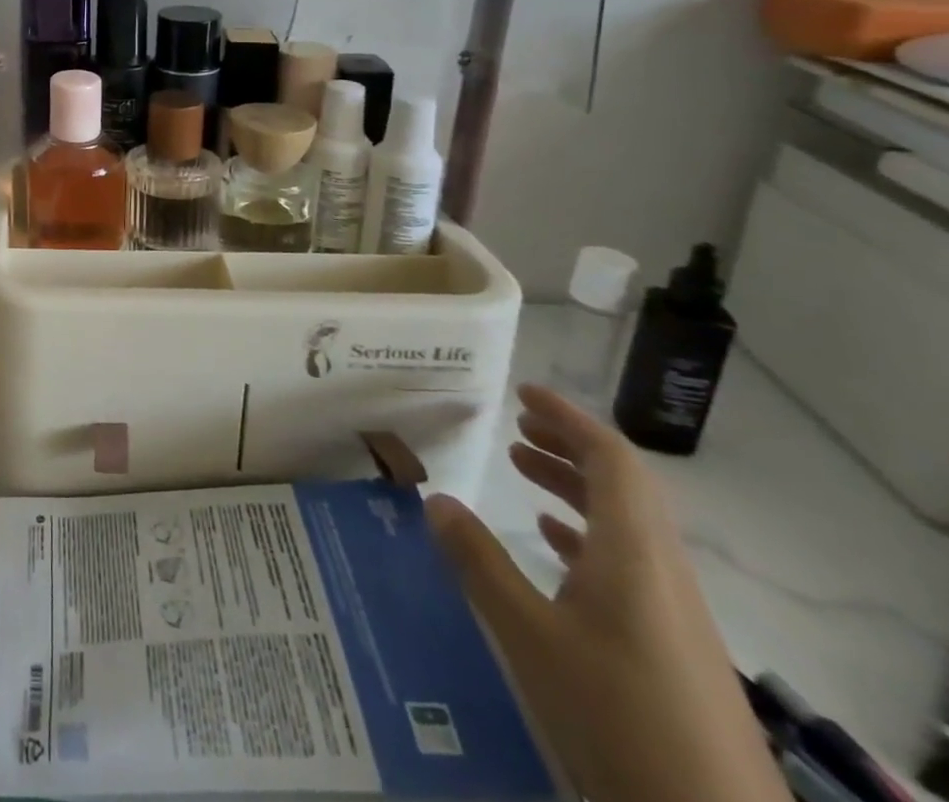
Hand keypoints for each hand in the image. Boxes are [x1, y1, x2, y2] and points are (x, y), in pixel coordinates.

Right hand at [426, 385, 788, 801]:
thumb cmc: (618, 717)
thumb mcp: (530, 636)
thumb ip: (480, 563)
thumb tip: (435, 499)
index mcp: (634, 554)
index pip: (611, 461)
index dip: (569, 419)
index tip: (523, 393)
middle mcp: (661, 571)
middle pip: (622, 486)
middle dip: (567, 446)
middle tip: (515, 423)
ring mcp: (674, 611)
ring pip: (625, 524)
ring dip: (574, 486)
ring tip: (521, 468)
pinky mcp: (674, 646)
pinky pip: (629, 562)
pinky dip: (586, 533)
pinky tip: (552, 543)